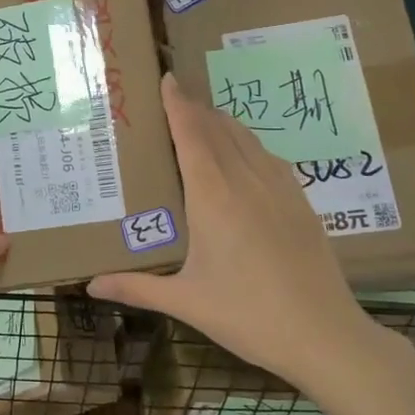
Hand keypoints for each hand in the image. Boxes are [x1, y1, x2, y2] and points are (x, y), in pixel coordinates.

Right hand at [87, 74, 367, 382]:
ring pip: (247, 138)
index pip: (192, 134)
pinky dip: (248, 143)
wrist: (325, 336)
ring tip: (202, 118)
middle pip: (218, 128)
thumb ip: (136, 288)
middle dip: (195, 107)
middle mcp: (246, 181)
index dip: (178, 104)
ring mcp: (279, 188)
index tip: (167, 78)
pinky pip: (268, 156)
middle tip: (172, 96)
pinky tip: (243, 154)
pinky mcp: (300, 202)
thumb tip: (90, 285)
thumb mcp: (186, 302)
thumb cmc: (248, 316)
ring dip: (222, 121)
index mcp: (213, 196)